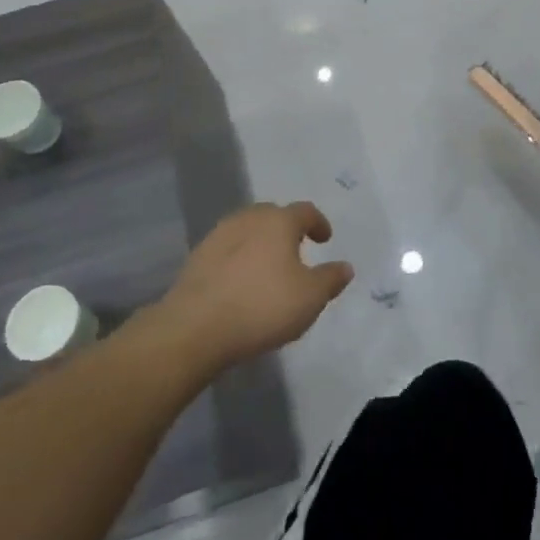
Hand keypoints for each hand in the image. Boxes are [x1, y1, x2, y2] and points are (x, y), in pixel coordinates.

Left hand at [156, 202, 352, 369]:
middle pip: (273, 215)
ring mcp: (218, 236)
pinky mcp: (196, 258)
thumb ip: (331, 279)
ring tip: (268, 268)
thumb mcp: (310, 298)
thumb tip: (345, 267)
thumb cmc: (262, 306)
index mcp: (279, 221)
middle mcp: (248, 219)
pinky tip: (241, 282)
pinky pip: (227, 250)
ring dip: (261, 243)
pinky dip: (239, 259)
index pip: (305, 211)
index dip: (319, 223)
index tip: (324, 239)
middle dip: (287, 229)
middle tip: (296, 250)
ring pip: (247, 230)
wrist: (194, 328)